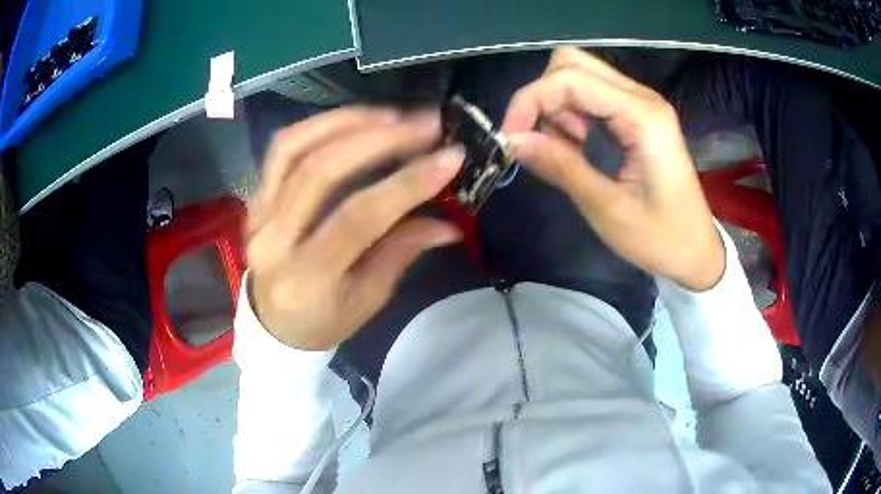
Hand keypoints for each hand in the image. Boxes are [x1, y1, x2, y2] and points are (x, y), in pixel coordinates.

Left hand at [247, 108, 463, 349]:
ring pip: (297, 148)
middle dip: (381, 140)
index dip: (406, 183)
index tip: (449, 156)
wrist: (272, 322)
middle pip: (322, 172)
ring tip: (395, 115)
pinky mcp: (255, 195)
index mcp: (307, 277)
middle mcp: (274, 239)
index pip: (358, 218)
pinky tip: (356, 118)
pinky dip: (320, 124)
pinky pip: (282, 148)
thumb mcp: (368, 300)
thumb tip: (449, 224)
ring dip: (349, 122)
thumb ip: (402, 253)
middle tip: (427, 124)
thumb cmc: (324, 320)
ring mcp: (259, 212)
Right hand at [501, 48, 723, 290]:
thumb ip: (561, 167)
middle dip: (543, 97)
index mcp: (642, 117)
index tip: (511, 139)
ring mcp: (641, 104)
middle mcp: (642, 98)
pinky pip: (591, 95)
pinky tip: (577, 144)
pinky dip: (571, 113)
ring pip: (579, 75)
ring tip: (564, 149)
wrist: (695, 250)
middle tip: (542, 141)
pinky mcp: (637, 115)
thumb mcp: (608, 209)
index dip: (530, 100)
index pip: (571, 79)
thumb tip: (513, 140)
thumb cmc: (660, 238)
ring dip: (556, 105)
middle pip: (572, 63)